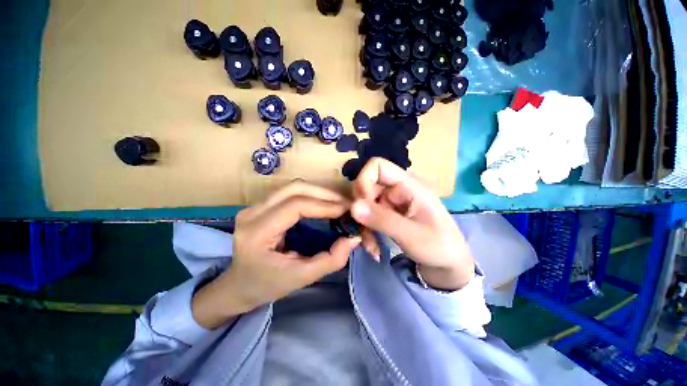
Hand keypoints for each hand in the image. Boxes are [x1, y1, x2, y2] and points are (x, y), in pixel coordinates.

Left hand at [192, 181, 360, 328]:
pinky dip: (311, 194)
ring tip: (338, 203)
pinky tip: (323, 203)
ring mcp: (254, 206)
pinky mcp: (261, 205)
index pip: (295, 206)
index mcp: (256, 233)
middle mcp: (252, 213)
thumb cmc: (266, 286)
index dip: (324, 205)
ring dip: (319, 192)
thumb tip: (353, 238)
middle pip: (294, 189)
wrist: (238, 286)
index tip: (347, 210)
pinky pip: (290, 192)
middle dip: (324, 193)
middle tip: (345, 204)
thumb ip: (330, 260)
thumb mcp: (301, 278)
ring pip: (293, 187)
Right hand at [350, 158, 473, 290]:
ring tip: (372, 247)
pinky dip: (367, 231)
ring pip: (364, 204)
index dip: (364, 181)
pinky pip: (369, 216)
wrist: (449, 264)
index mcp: (409, 184)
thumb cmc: (439, 246)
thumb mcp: (412, 235)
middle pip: (366, 186)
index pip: (377, 166)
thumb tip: (353, 206)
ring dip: (363, 226)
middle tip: (365, 232)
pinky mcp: (388, 213)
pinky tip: (374, 248)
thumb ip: (382, 219)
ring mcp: (391, 201)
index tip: (361, 206)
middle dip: (361, 210)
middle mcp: (397, 188)